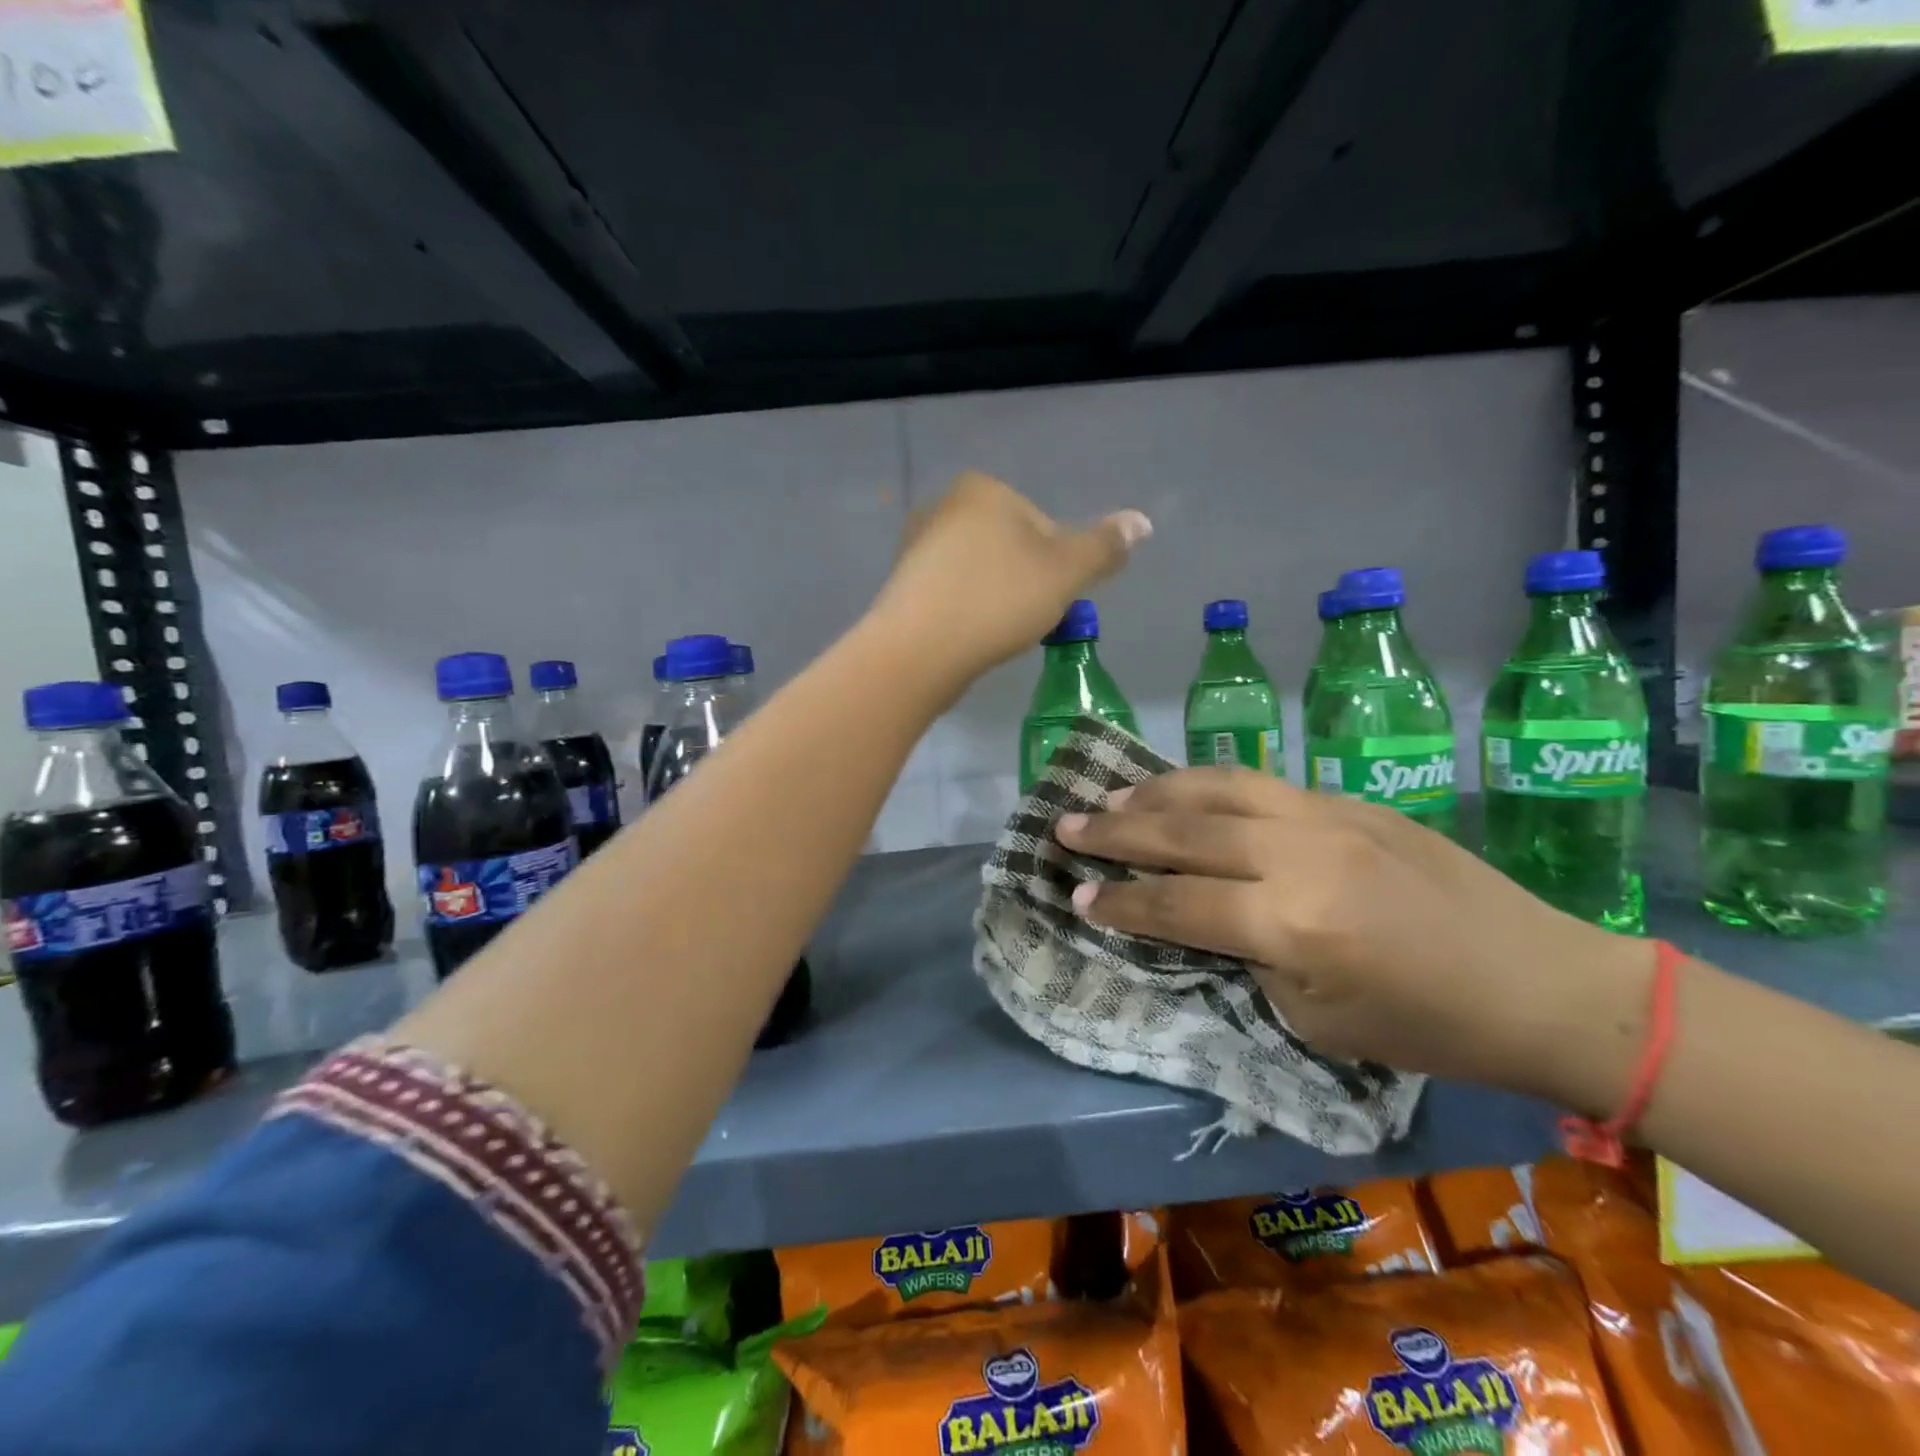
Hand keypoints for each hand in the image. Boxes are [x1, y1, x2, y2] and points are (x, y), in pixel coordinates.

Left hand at [869, 471, 1149, 679]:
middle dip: (1026, 583)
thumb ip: (1104, 546)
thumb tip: (1142, 521)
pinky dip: (968, 613)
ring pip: (982, 574)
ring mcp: (916, 547)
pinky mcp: (903, 586)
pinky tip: (969, 638)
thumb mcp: (1066, 572)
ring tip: (997, 633)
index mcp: (983, 489)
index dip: (1058, 567)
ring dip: (998, 601)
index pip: (1044, 526)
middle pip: (1011, 549)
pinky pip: (953, 595)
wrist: (917, 652)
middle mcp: (944, 508)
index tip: (1050, 599)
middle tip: (1026, 620)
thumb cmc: (997, 600)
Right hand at [1054, 769, 1652, 1114]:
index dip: (1120, 902)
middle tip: (1064, 824)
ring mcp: (1326, 816)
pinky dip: (1207, 783)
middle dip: (1116, 831)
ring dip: (1155, 792)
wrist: (1543, 981)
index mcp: (1292, 925)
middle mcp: (1299, 855)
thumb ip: (1249, 956)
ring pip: (1217, 789)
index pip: (1178, 904)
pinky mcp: (1349, 800)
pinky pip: (1260, 782)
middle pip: (1184, 833)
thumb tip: (1208, 915)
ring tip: (1111, 797)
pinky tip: (1181, 788)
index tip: (1076, 894)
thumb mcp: (1316, 1019)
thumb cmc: (1428, 1026)